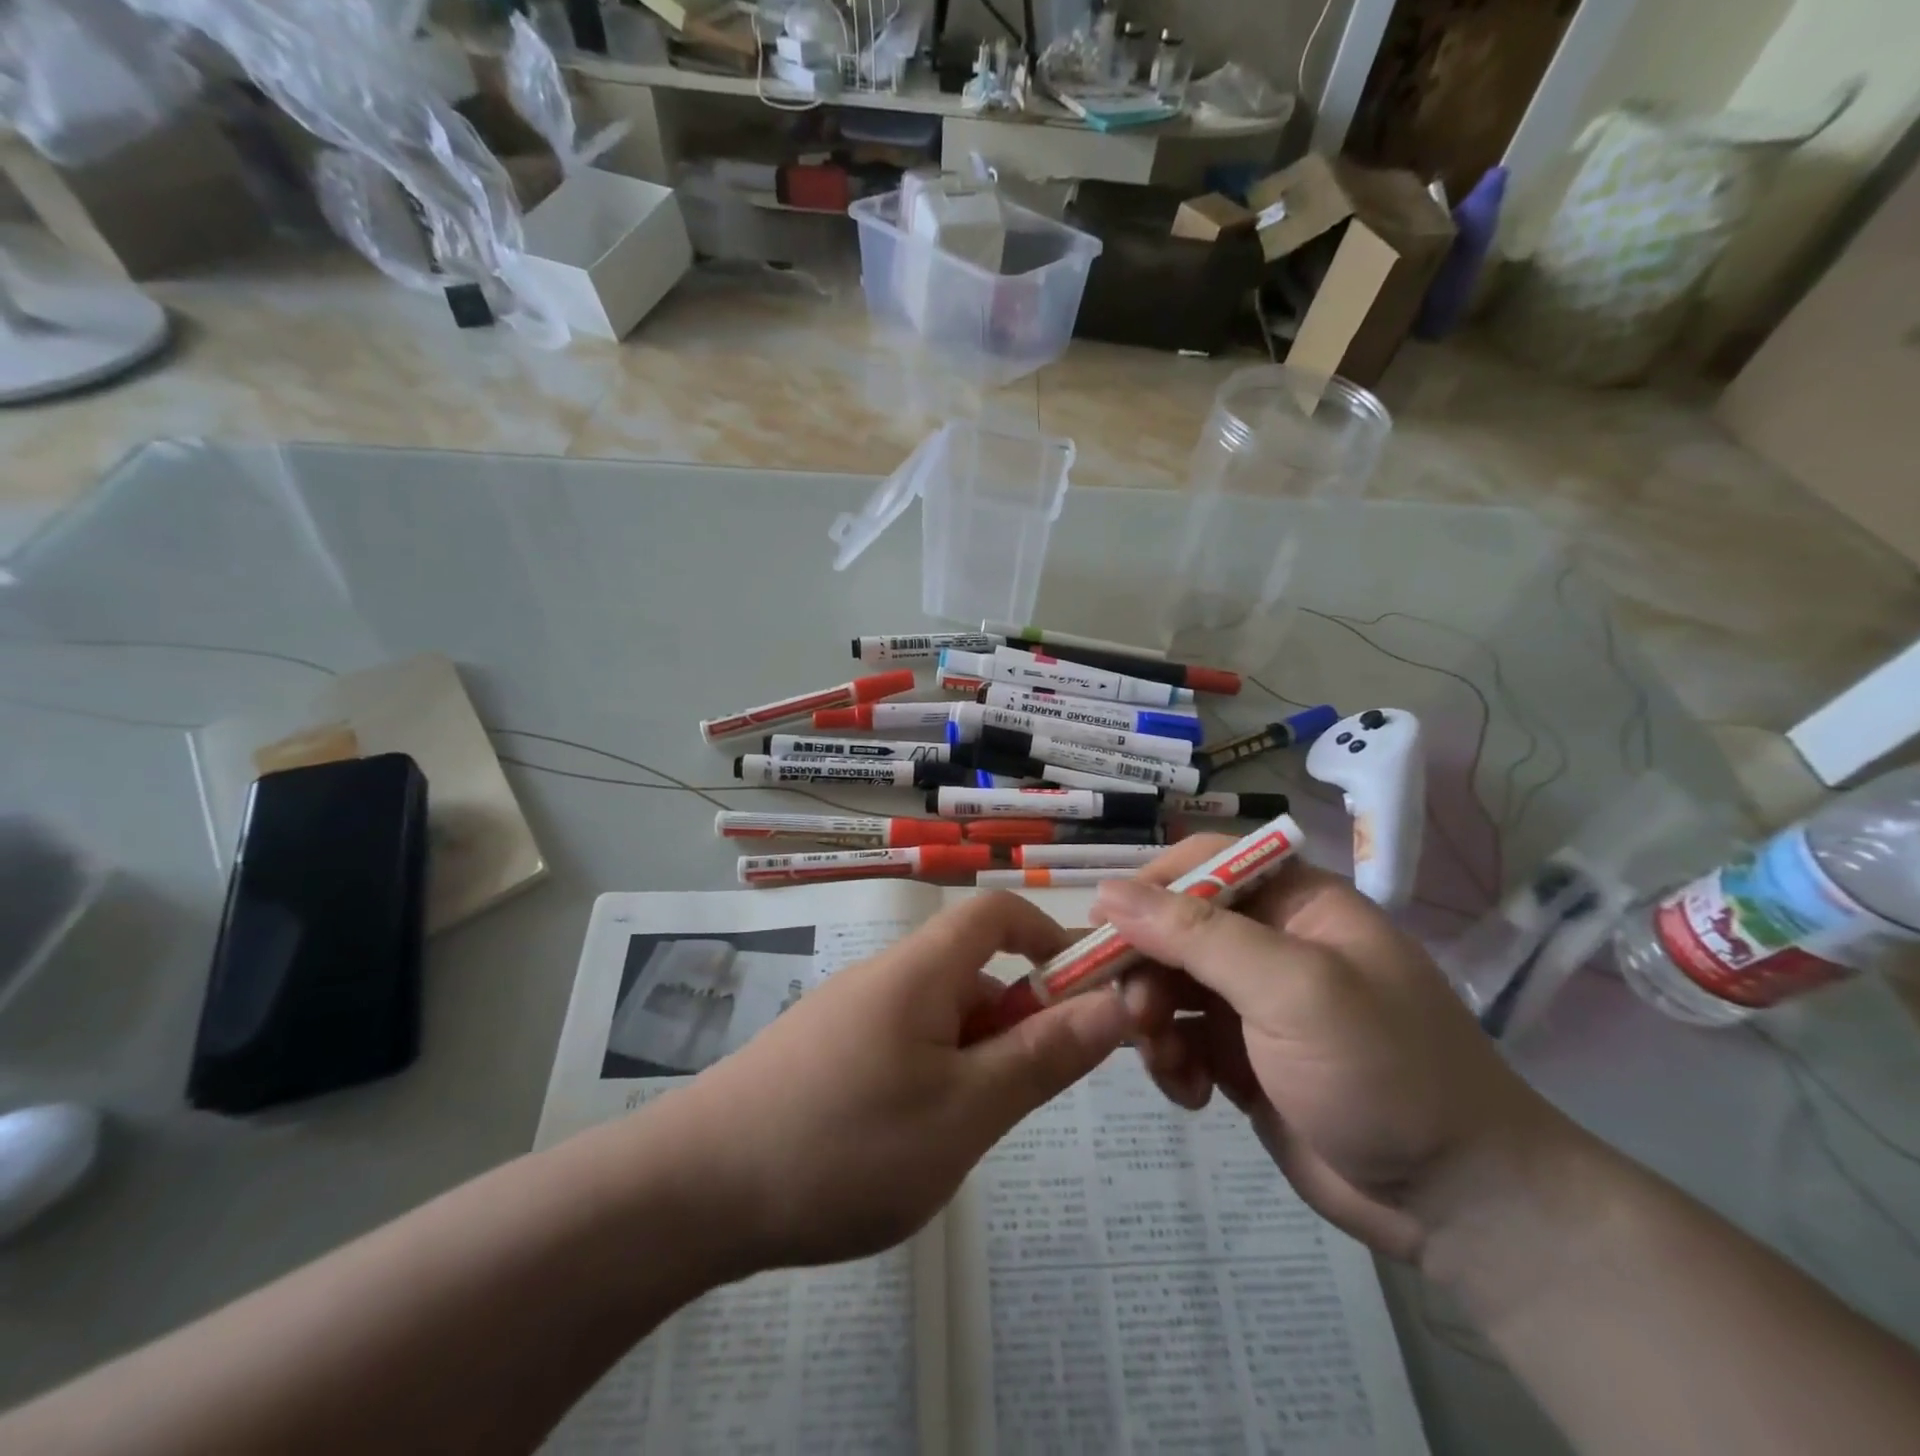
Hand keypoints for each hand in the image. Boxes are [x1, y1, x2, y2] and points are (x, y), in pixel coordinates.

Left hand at [664, 892, 1133, 1271]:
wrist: (693, 1191)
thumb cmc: (844, 1144)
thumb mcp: (965, 1111)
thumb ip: (1043, 1057)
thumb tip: (1115, 1003)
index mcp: (921, 970)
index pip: (997, 913)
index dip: (1048, 936)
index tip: (1085, 994)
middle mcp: (886, 978)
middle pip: (973, 971)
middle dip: (1016, 1022)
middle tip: (1025, 1098)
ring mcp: (851, 1015)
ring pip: (941, 1019)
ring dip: (974, 1059)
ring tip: (965, 1135)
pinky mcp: (827, 1053)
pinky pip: (904, 1047)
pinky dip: (933, 1079)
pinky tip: (913, 1144)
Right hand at [1095, 841, 1570, 1262]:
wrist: (1458, 1203)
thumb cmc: (1383, 1072)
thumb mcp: (1291, 990)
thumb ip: (1197, 935)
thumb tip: (1108, 891)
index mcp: (1294, 902)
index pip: (1203, 862)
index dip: (1149, 885)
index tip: (1102, 924)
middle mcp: (1268, 942)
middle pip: (1173, 926)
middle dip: (1145, 968)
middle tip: (1137, 1016)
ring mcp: (1252, 1001)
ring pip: (1166, 983)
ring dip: (1152, 1019)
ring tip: (1168, 1062)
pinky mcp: (1240, 1056)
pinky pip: (1178, 1037)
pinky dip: (1170, 1060)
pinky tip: (1192, 1095)